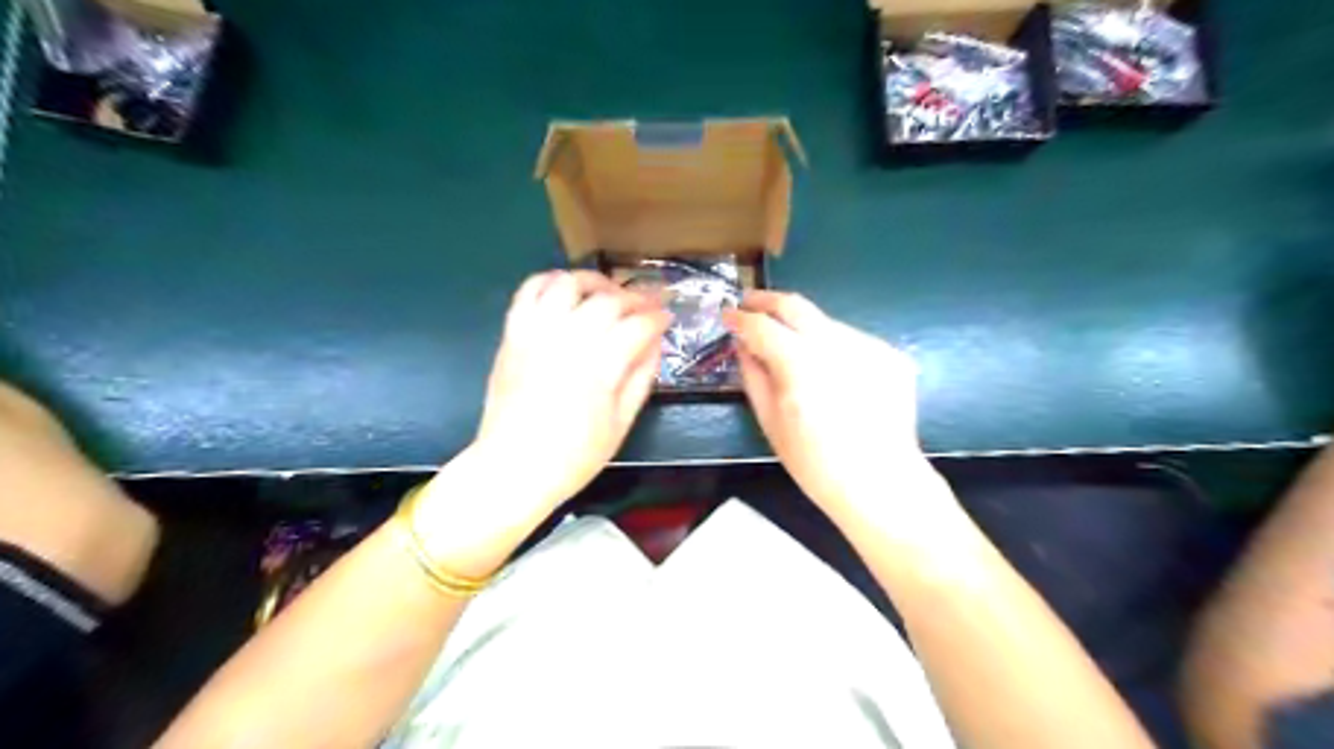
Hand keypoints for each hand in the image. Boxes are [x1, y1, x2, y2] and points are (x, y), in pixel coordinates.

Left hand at [474, 270, 671, 519]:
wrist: (513, 468)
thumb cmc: (574, 456)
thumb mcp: (621, 423)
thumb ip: (641, 378)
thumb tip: (655, 344)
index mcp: (600, 366)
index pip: (638, 325)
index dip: (658, 317)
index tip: (667, 318)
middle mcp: (569, 339)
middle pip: (609, 300)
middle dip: (635, 299)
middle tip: (646, 307)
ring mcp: (537, 332)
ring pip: (569, 284)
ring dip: (594, 282)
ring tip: (607, 292)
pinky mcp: (513, 334)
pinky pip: (529, 291)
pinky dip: (549, 281)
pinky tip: (565, 291)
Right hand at [726, 291, 928, 514]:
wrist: (879, 481)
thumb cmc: (815, 463)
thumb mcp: (770, 422)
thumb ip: (753, 376)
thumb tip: (742, 345)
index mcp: (800, 365)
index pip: (761, 325)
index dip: (739, 318)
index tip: (727, 316)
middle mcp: (835, 345)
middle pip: (795, 305)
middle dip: (767, 300)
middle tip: (750, 304)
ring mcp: (868, 346)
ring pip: (825, 323)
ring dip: (803, 329)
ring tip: (795, 354)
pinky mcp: (890, 354)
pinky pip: (851, 341)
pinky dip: (833, 349)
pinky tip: (834, 378)